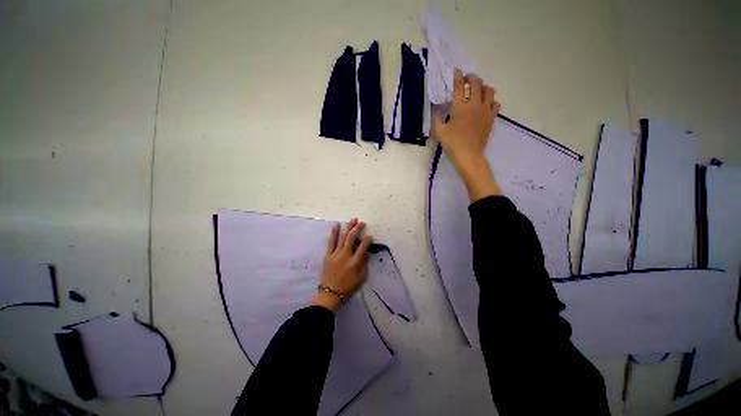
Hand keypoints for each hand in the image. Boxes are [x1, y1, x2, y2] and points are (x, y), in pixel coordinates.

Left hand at [309, 218, 371, 312]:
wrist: (329, 293)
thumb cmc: (347, 287)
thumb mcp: (360, 278)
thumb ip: (364, 265)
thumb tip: (366, 253)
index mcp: (355, 262)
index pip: (363, 247)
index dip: (367, 240)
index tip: (369, 236)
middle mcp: (345, 255)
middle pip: (352, 238)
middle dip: (358, 228)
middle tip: (362, 223)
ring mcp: (336, 254)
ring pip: (343, 237)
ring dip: (348, 227)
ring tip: (352, 220)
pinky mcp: (328, 254)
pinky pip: (331, 242)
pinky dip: (334, 233)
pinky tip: (336, 225)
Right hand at [433, 68, 501, 201]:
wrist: (469, 155)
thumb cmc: (453, 143)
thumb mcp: (440, 132)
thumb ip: (437, 119)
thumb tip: (437, 112)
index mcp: (460, 107)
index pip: (459, 86)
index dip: (457, 76)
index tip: (456, 71)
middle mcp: (475, 104)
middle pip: (477, 83)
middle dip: (471, 77)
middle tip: (467, 79)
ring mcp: (485, 111)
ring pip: (489, 90)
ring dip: (483, 86)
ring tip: (478, 89)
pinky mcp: (491, 118)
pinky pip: (495, 104)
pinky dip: (491, 100)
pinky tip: (486, 104)